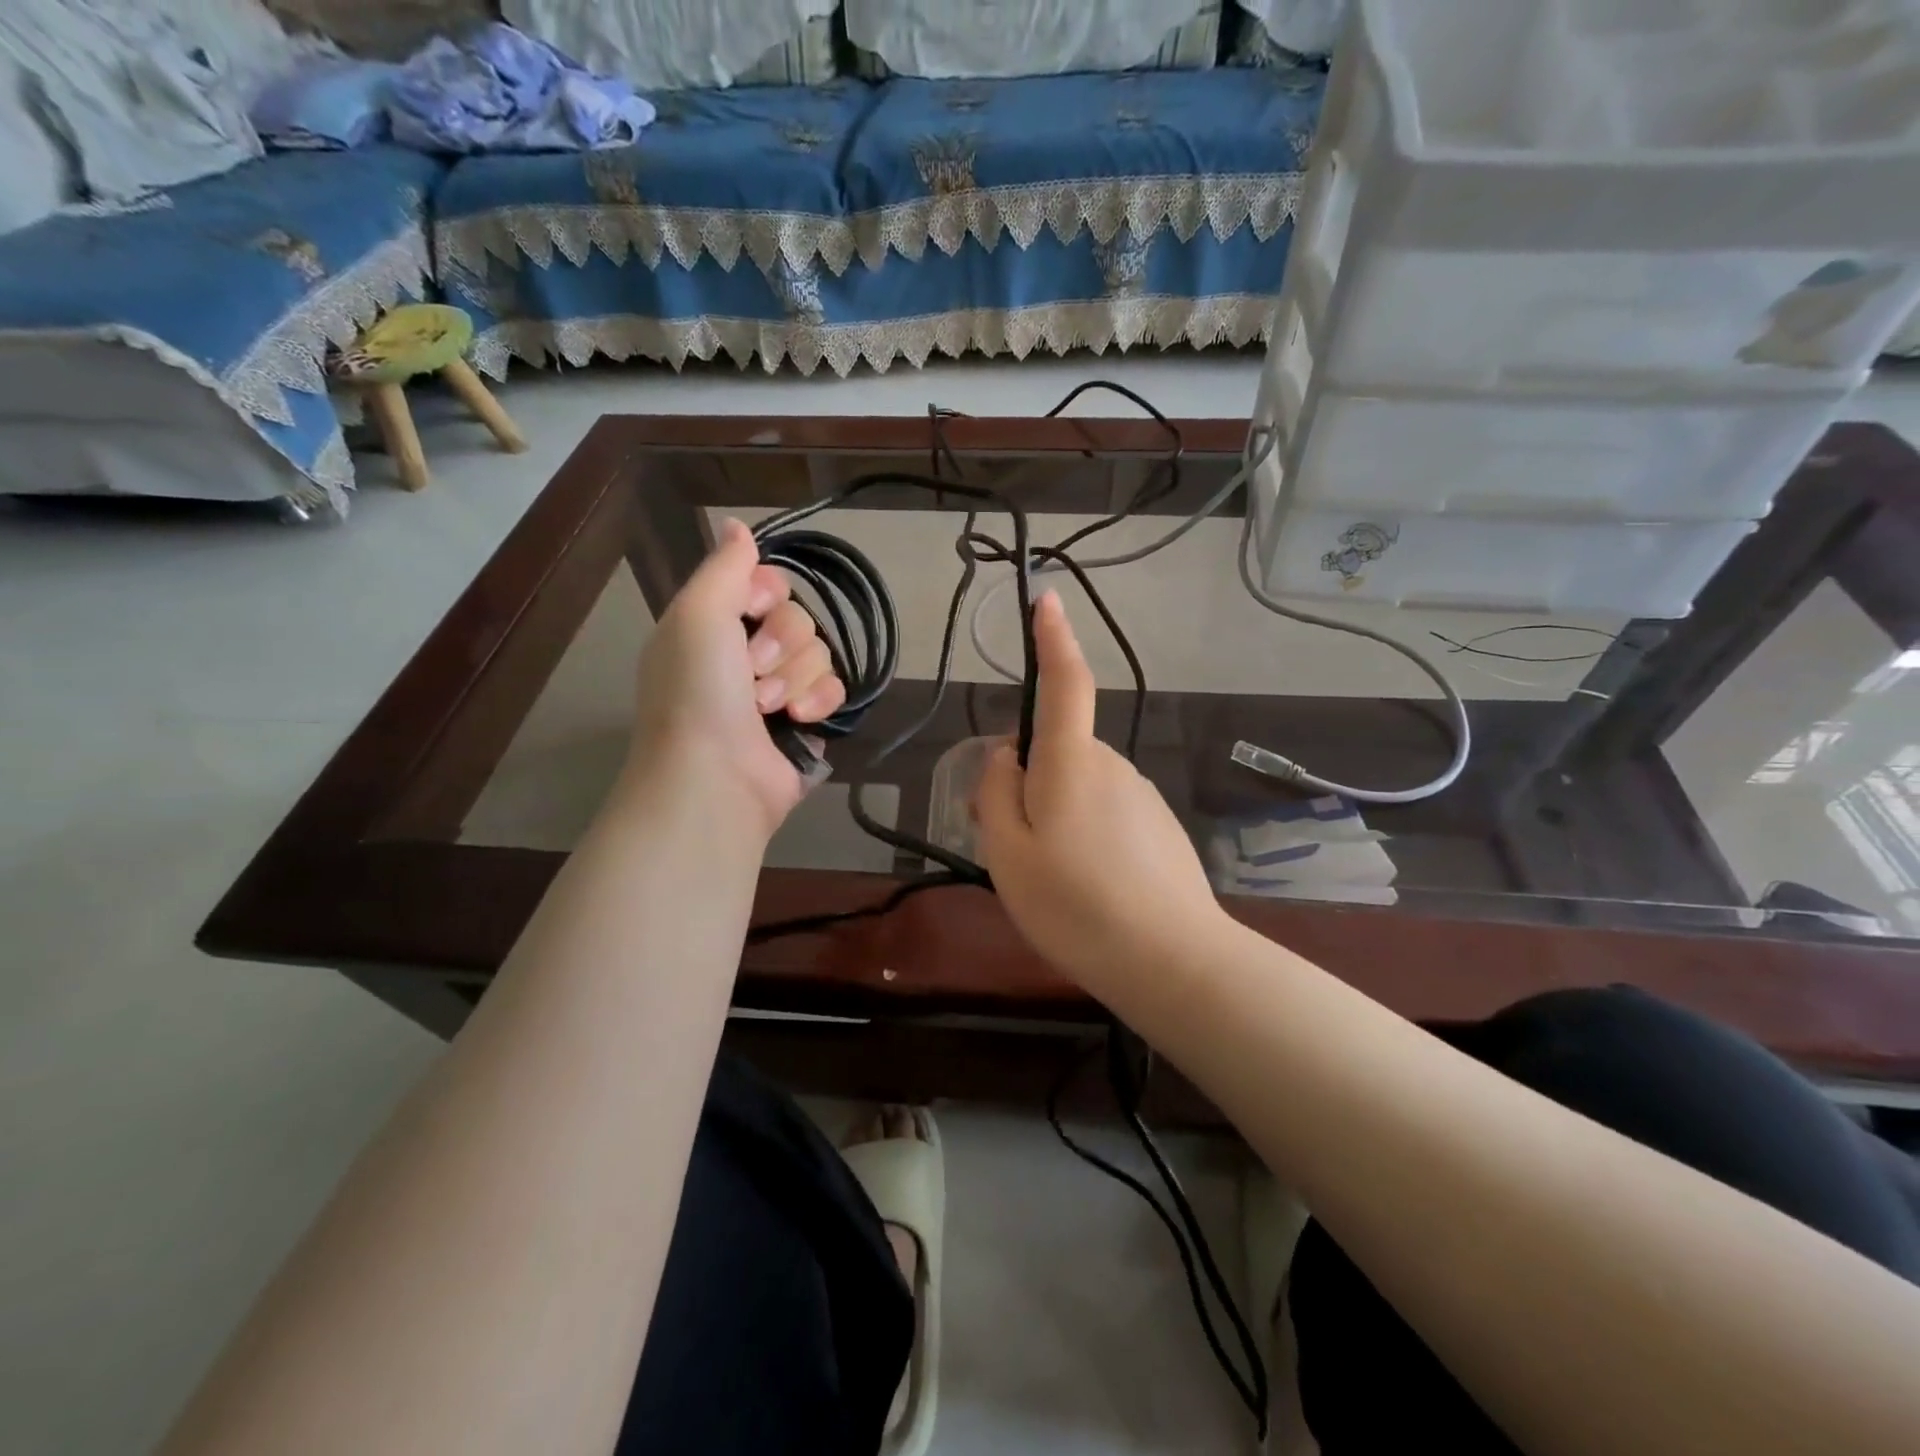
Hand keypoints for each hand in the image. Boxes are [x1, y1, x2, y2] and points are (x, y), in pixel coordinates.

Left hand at [628, 519, 845, 839]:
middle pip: (797, 617)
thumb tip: (737, 525)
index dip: (766, 593)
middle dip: (780, 643)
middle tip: (751, 672)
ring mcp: (778, 690)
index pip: (764, 584)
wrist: (715, 779)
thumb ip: (724, 567)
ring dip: (794, 677)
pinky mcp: (807, 721)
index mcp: (713, 625)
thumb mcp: (698, 615)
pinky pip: (834, 688)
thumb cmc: (698, 692)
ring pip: (819, 652)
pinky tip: (800, 720)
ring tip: (767, 708)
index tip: (752, 609)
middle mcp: (745, 654)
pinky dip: (818, 701)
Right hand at [975, 592, 1223, 986]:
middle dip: (1028, 781)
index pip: (1064, 683)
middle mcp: (1112, 764)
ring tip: (1054, 881)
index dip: (1054, 639)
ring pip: (1080, 787)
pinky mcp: (1159, 827)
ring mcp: (1142, 795)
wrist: (1173, 961)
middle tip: (1011, 847)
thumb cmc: (1076, 905)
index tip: (1047, 600)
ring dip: (1056, 816)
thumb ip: (997, 793)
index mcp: (1072, 761)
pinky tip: (1091, 890)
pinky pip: (1107, 814)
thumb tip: (1007, 755)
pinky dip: (1088, 837)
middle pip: (1057, 752)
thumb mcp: (1007, 853)